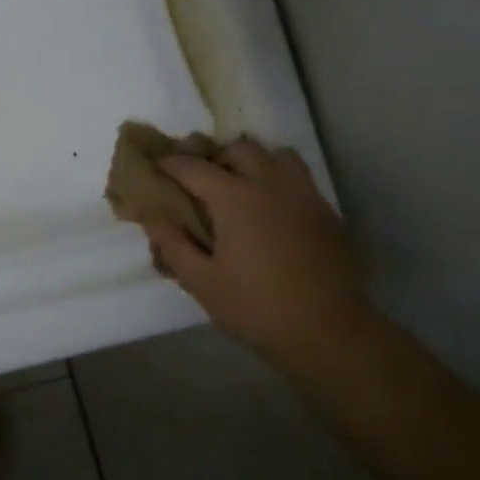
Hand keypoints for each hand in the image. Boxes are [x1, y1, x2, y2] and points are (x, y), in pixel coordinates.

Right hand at [146, 139, 365, 360]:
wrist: (325, 330)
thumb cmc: (254, 307)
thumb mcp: (201, 282)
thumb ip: (173, 245)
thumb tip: (153, 218)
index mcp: (236, 200)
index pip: (195, 168)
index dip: (172, 164)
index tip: (156, 165)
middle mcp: (272, 186)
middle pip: (240, 150)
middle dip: (215, 157)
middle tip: (199, 178)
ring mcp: (305, 196)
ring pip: (277, 155)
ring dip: (253, 160)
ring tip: (239, 183)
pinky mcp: (326, 213)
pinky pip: (299, 178)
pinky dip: (278, 179)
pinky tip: (270, 208)